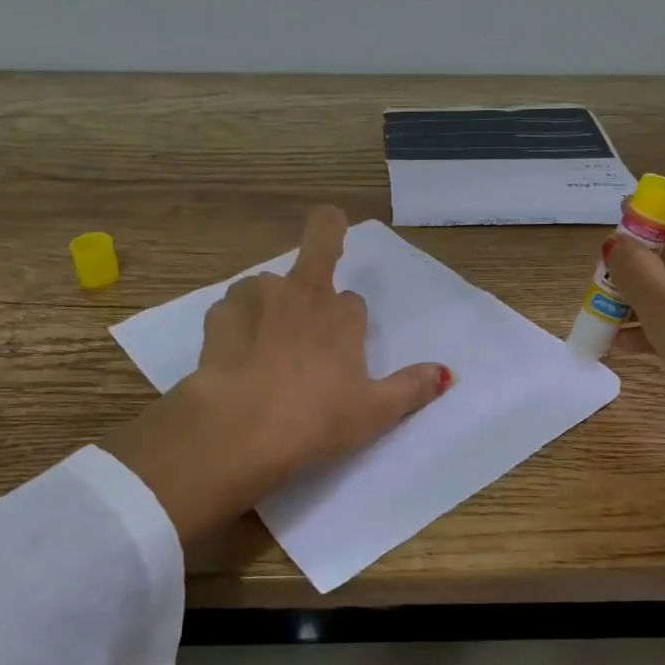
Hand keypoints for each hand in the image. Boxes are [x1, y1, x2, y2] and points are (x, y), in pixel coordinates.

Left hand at [106, 207, 451, 541]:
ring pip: (269, 285)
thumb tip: (446, 373)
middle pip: (318, 246)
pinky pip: (232, 308)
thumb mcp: (374, 413)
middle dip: (326, 233)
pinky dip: (236, 323)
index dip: (350, 322)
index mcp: (341, 315)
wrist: (239, 432)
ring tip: (265, 344)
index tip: (345, 349)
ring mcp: (255, 298)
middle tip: (327, 232)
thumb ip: (411, 388)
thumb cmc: (315, 421)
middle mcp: (300, 292)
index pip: (353, 302)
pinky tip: (235, 356)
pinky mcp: (218, 314)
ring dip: (272, 302)